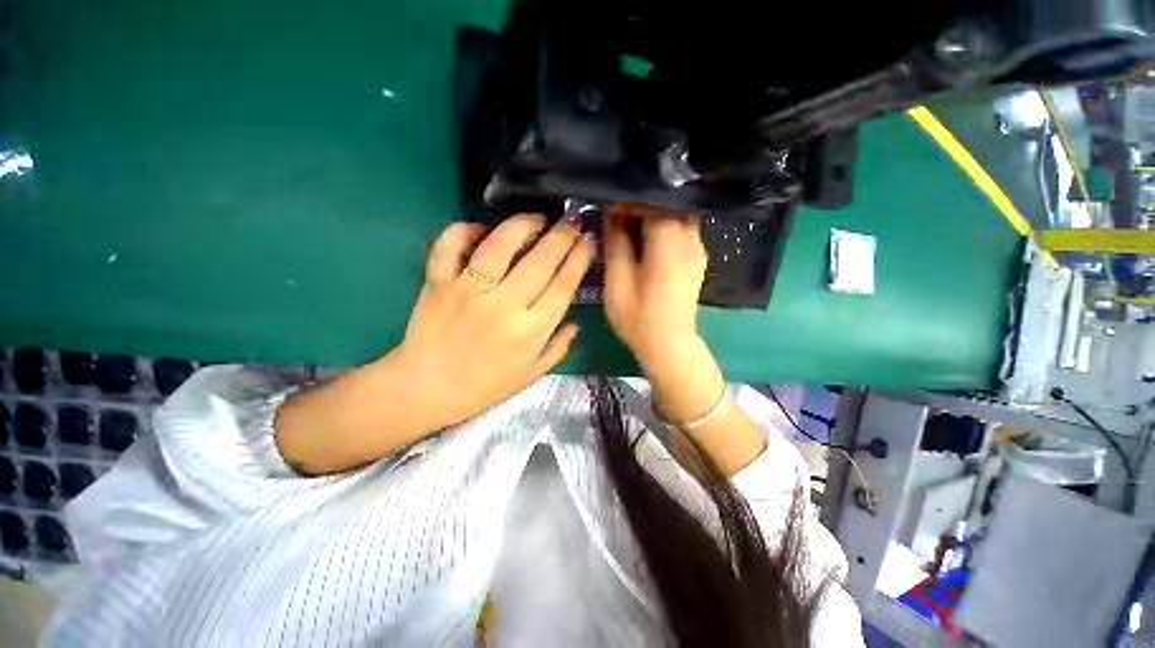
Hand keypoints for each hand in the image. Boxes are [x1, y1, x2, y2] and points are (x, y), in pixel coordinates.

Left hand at [394, 213, 592, 427]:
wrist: (426, 390)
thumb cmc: (484, 386)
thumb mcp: (531, 374)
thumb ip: (558, 348)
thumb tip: (576, 323)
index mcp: (530, 331)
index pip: (563, 286)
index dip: (579, 258)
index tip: (588, 240)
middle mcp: (502, 306)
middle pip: (539, 262)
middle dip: (562, 236)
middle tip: (573, 220)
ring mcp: (468, 291)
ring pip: (498, 246)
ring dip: (522, 225)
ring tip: (537, 218)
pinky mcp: (438, 283)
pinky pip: (449, 247)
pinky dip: (463, 230)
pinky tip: (480, 228)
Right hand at [603, 204, 707, 371]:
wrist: (669, 344)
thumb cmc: (638, 317)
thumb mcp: (617, 281)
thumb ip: (615, 244)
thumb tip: (612, 215)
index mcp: (669, 244)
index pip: (653, 204)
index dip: (629, 202)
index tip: (608, 210)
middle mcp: (690, 240)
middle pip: (668, 205)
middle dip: (641, 207)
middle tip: (617, 218)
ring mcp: (698, 248)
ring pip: (677, 215)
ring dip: (653, 216)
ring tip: (630, 229)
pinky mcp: (698, 258)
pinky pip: (682, 229)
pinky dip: (664, 227)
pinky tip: (647, 241)